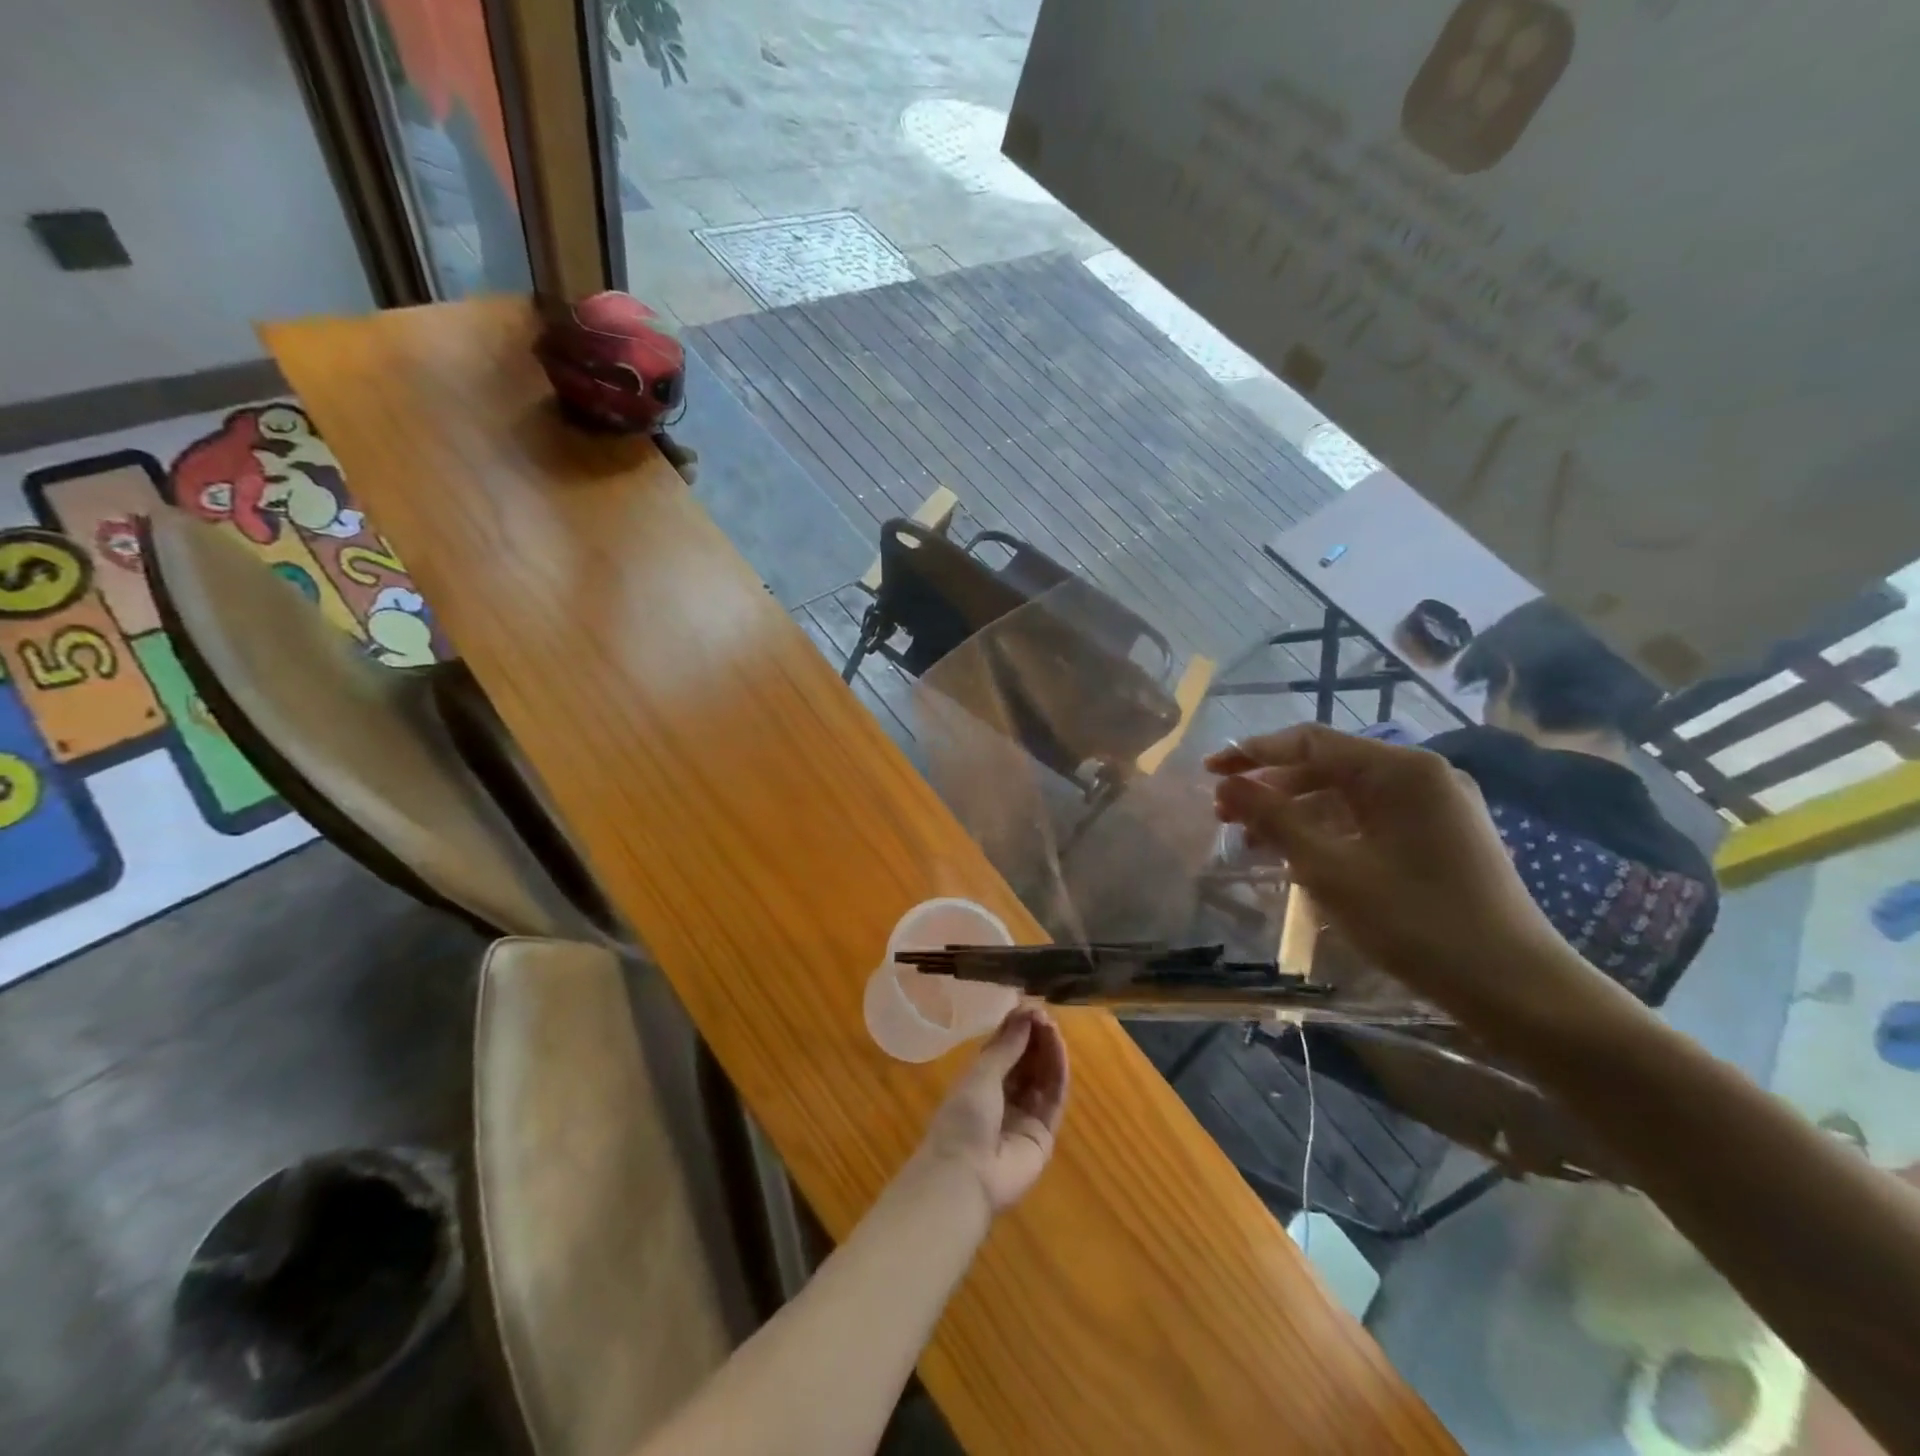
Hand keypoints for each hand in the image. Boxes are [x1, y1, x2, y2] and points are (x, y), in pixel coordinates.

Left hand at [915, 1007, 1068, 1215]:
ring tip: (1053, 1026)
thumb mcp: (980, 1075)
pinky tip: (1059, 1050)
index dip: (1017, 1028)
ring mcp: (1025, 1116)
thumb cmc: (963, 1119)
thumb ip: (1006, 1045)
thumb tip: (1025, 1012)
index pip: (1004, 1049)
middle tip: (1044, 1014)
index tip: (1030, 1007)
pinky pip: (1054, 1098)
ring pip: (1042, 1077)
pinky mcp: (1044, 1134)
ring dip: (1048, 1051)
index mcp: (980, 1082)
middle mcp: (1003, 1097)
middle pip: (1026, 1061)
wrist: (966, 1176)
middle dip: (1035, 1037)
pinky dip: (1058, 1073)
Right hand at [1206, 725, 1571, 1016]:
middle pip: (1328, 765)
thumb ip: (1273, 818)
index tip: (1209, 771)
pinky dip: (1330, 830)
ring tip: (1254, 840)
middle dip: (1272, 787)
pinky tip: (1301, 855)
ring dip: (1297, 811)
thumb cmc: (1414, 921)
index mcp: (1400, 769)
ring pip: (1348, 794)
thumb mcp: (1329, 868)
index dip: (1252, 753)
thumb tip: (1227, 783)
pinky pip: (1371, 818)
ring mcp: (1437, 806)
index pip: (1309, 742)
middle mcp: (1422, 775)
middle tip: (1226, 815)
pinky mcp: (1443, 836)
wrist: (1517, 988)